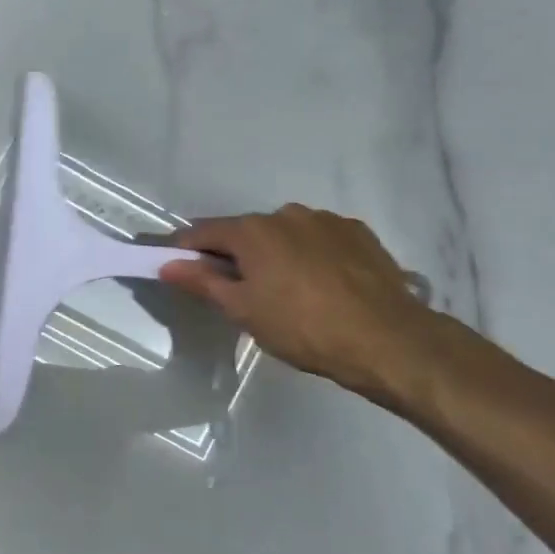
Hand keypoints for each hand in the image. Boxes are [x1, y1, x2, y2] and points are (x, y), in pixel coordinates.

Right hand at [159, 205, 442, 412]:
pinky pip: (319, 239)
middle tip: (238, 292)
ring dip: (275, 254)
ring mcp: (325, 220)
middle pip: (245, 232)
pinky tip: (322, 285)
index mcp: (252, 231)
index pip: (203, 232)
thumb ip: (202, 282)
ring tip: (288, 291)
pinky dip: (310, 255)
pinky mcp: (357, 233)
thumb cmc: (303, 328)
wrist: (387, 339)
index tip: (177, 268)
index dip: (185, 250)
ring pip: (284, 234)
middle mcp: (286, 214)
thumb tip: (167, 264)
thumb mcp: (243, 311)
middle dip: (235, 255)